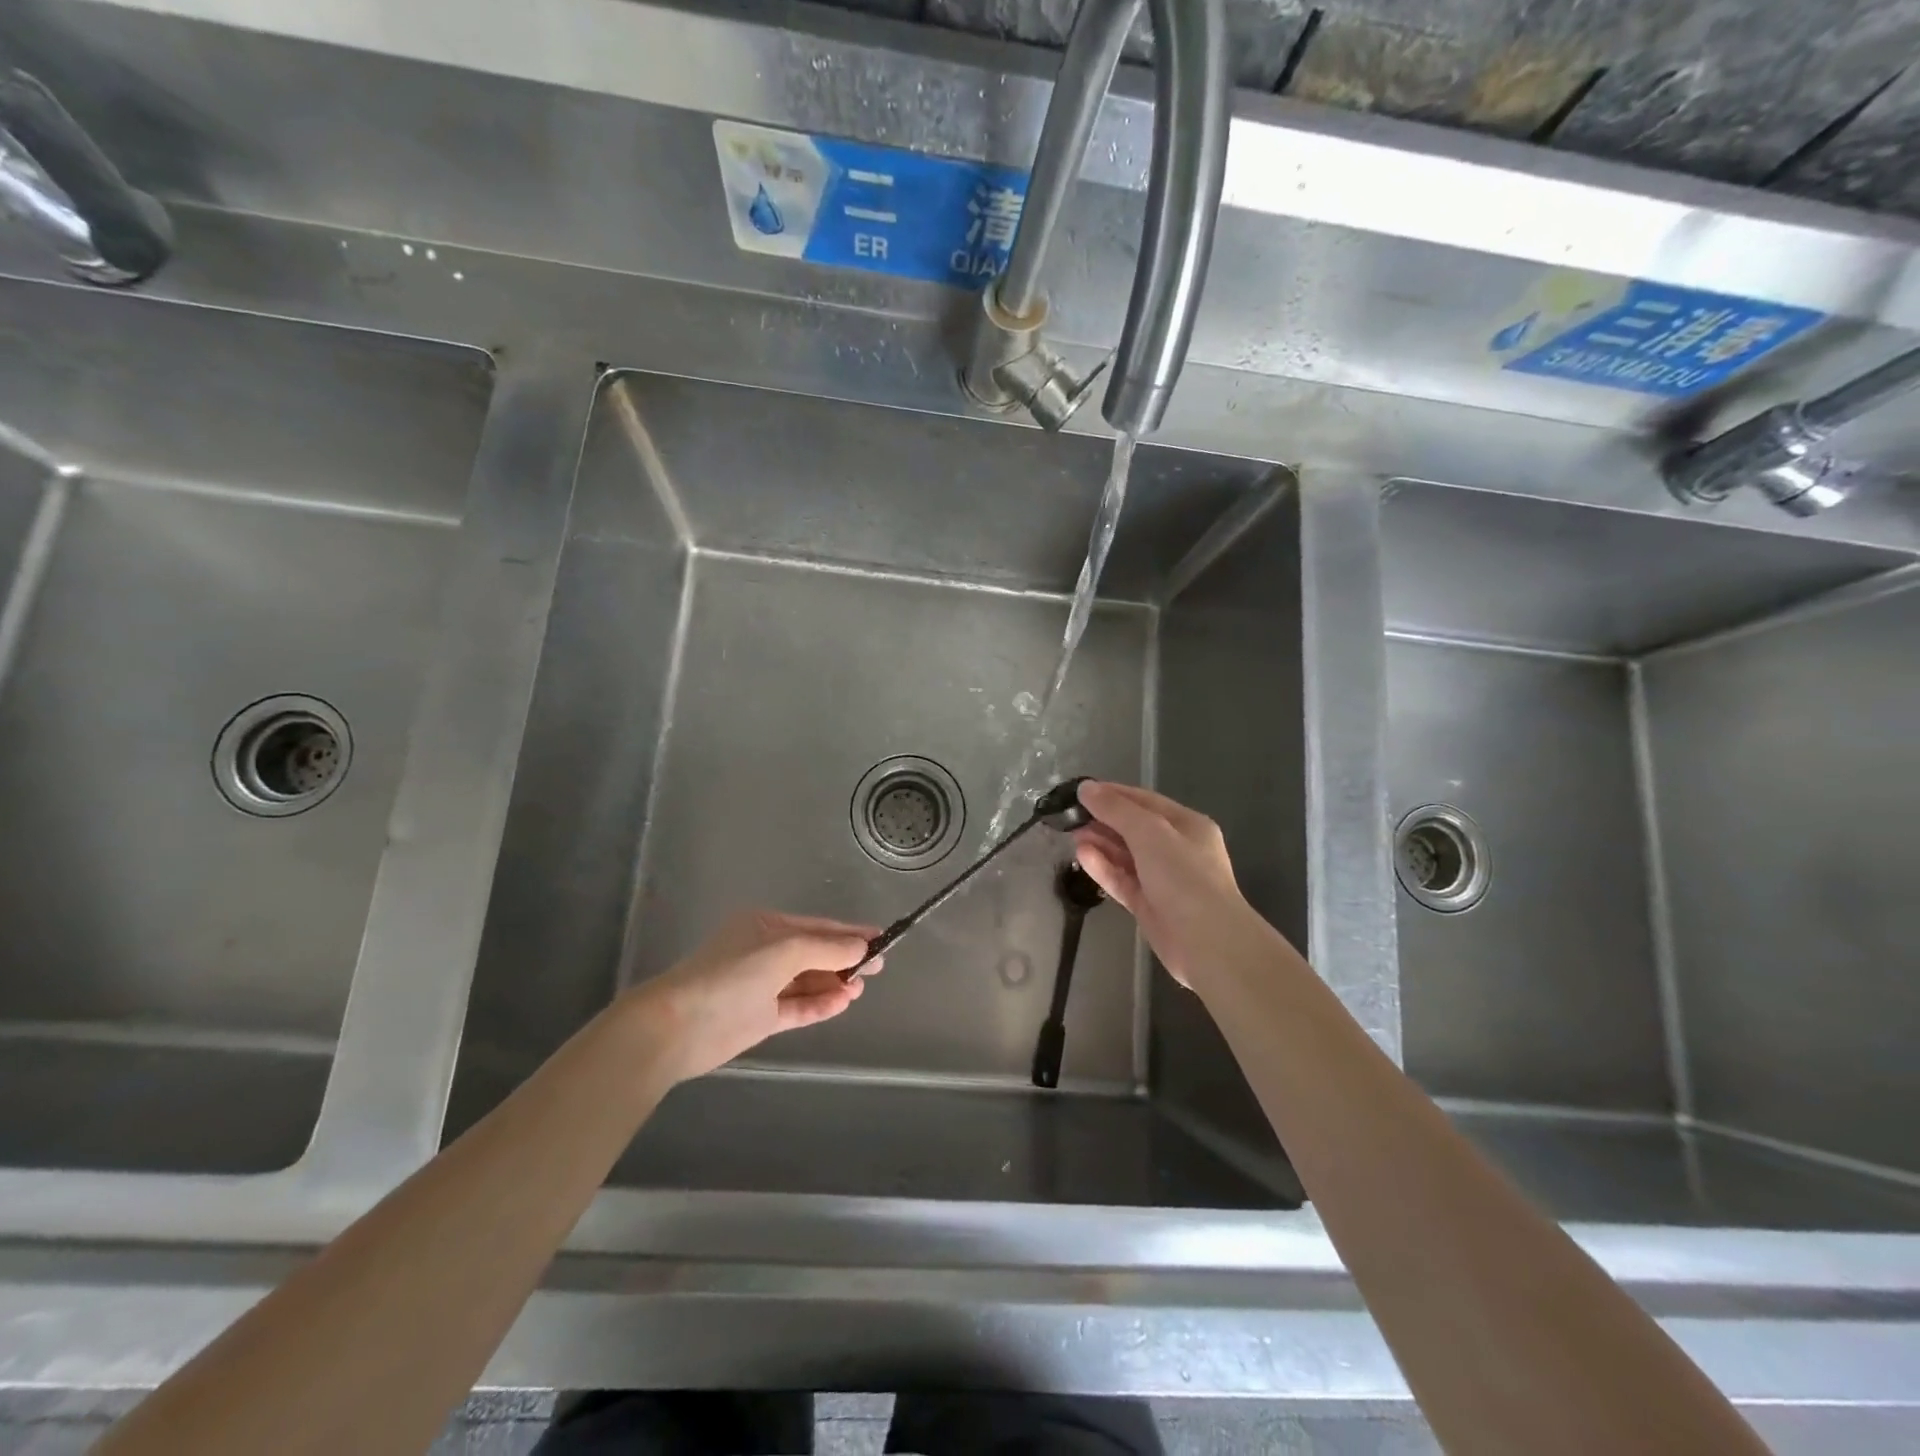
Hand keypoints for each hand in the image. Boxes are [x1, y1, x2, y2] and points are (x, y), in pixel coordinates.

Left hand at [628, 910, 878, 1083]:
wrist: (679, 1026)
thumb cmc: (732, 975)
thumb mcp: (784, 951)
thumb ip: (826, 949)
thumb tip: (862, 947)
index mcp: (765, 926)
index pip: (817, 926)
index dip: (849, 932)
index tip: (882, 938)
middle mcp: (764, 952)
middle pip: (814, 953)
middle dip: (845, 959)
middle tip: (878, 968)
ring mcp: (761, 986)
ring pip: (807, 981)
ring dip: (835, 983)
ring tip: (861, 988)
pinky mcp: (759, 1018)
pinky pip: (798, 1007)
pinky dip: (820, 1005)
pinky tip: (844, 1002)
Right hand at [1072, 781, 1271, 990]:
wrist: (1207, 942)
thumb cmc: (1184, 877)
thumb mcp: (1150, 832)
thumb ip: (1116, 809)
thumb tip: (1087, 788)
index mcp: (1187, 825)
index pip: (1145, 800)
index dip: (1113, 793)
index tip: (1080, 791)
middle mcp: (1177, 849)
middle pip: (1134, 828)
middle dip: (1103, 820)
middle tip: (1070, 816)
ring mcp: (1162, 879)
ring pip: (1126, 855)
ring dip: (1100, 843)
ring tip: (1071, 834)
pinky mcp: (1149, 904)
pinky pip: (1122, 879)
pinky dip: (1103, 867)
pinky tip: (1082, 856)